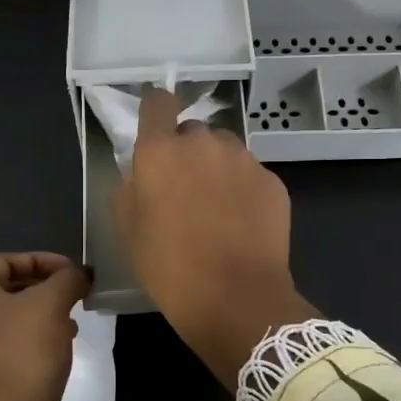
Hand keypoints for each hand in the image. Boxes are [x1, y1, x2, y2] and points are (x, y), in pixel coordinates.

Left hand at [0, 252, 89, 400]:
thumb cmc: (22, 354)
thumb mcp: (50, 305)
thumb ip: (67, 280)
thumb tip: (80, 273)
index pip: (4, 260)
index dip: (41, 260)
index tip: (72, 271)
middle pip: (6, 290)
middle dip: (44, 289)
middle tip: (74, 295)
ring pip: (9, 321)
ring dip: (42, 317)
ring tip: (73, 323)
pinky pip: (9, 349)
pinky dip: (34, 343)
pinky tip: (60, 350)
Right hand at [114, 88, 316, 383]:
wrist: (235, 298)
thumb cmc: (169, 267)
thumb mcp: (128, 230)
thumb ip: (130, 188)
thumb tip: (142, 173)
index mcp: (160, 151)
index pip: (158, 102)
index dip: (156, 109)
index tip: (155, 123)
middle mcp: (203, 143)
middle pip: (193, 132)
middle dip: (187, 152)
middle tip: (185, 190)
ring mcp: (243, 160)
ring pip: (225, 151)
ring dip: (217, 168)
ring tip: (217, 208)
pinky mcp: (272, 181)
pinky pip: (251, 175)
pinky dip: (244, 190)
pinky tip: (242, 223)